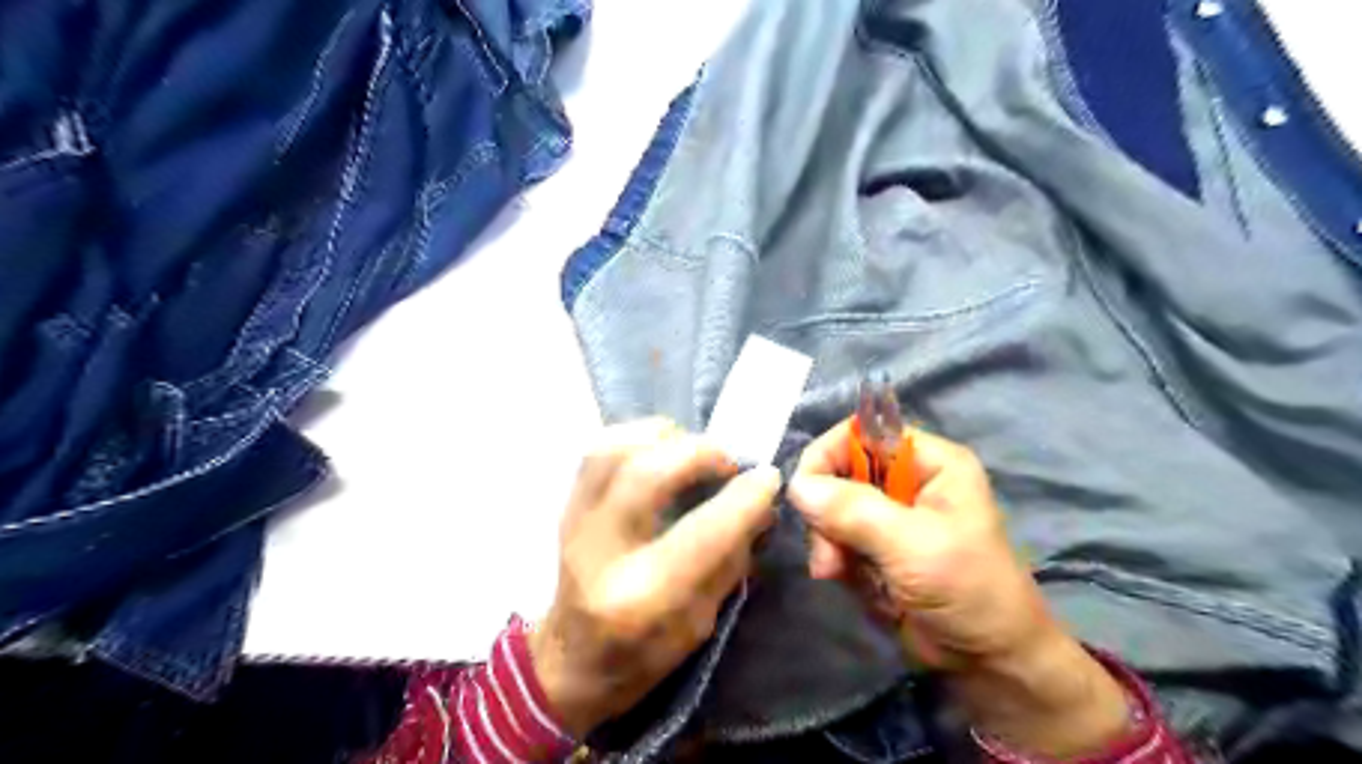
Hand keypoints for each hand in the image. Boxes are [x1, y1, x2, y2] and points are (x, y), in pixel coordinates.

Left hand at [527, 421, 780, 736]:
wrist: (570, 662)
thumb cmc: (644, 655)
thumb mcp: (702, 623)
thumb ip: (732, 558)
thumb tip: (761, 503)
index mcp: (644, 599)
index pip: (703, 533)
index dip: (744, 497)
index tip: (768, 477)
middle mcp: (603, 555)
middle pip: (647, 475)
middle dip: (701, 453)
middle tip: (729, 462)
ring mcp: (576, 524)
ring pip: (615, 450)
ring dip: (665, 437)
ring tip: (693, 451)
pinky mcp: (567, 506)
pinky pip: (597, 450)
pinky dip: (635, 437)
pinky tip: (660, 449)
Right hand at [789, 422, 1127, 760]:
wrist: (989, 662)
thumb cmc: (968, 591)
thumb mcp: (912, 546)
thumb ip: (854, 511)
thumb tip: (796, 485)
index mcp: (929, 462)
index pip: (862, 432)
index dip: (829, 454)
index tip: (805, 491)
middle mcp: (907, 480)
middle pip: (840, 472)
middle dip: (827, 513)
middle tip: (829, 554)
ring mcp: (891, 515)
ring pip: (832, 509)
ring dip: (829, 542)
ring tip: (838, 573)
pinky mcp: (878, 546)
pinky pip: (837, 539)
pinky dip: (837, 560)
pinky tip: (852, 582)